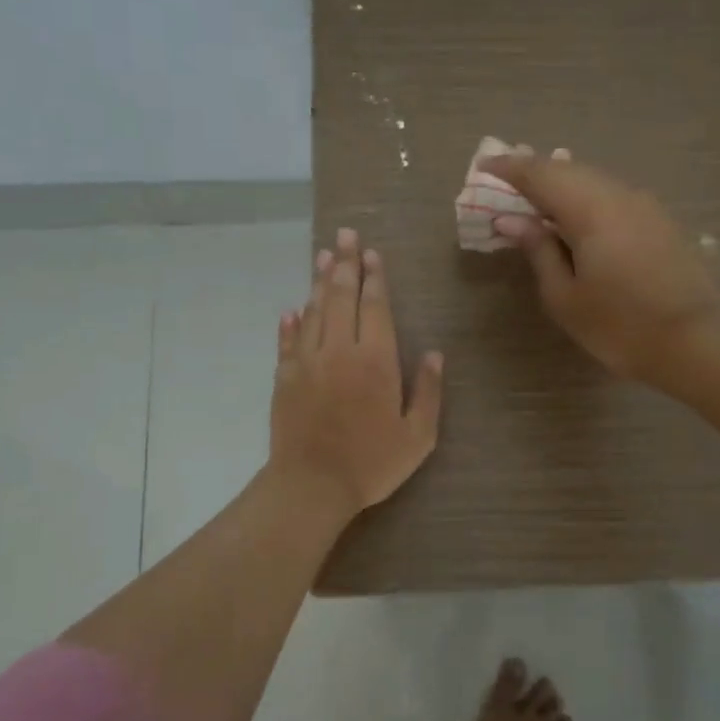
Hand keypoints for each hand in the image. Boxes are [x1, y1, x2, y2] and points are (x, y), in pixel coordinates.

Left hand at [268, 228, 444, 516]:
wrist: (312, 485)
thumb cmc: (371, 463)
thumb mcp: (417, 436)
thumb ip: (428, 391)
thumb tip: (435, 354)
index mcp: (375, 360)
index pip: (374, 306)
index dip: (373, 277)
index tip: (371, 253)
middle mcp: (339, 350)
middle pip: (340, 297)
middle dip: (344, 264)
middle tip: (343, 235)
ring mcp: (307, 361)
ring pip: (313, 311)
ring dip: (319, 282)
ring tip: (323, 256)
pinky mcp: (284, 377)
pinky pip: (288, 341)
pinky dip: (291, 322)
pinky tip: (292, 309)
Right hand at [483, 151, 719, 381]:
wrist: (696, 341)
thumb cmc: (619, 326)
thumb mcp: (565, 297)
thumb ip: (538, 251)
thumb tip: (513, 220)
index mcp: (590, 209)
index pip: (540, 174)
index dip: (509, 169)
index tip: (483, 167)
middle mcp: (618, 195)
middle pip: (569, 170)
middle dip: (534, 172)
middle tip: (506, 179)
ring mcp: (644, 205)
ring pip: (593, 180)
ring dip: (561, 183)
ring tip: (536, 196)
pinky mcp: (659, 221)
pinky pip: (612, 195)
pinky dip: (585, 197)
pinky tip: (576, 215)